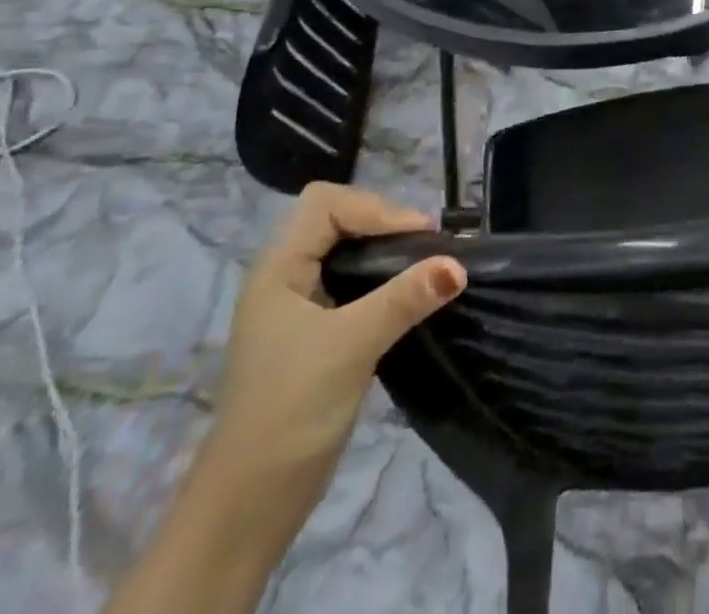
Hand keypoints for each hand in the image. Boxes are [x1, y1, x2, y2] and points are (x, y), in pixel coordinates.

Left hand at [106, 187, 463, 613]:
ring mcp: (299, 306)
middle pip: (339, 219)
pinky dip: (383, 279)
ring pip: (348, 251)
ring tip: (425, 266)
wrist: (248, 506)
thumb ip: (405, 299)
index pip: (326, 203)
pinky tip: (408, 295)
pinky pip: (354, 282)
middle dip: (385, 223)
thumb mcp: (352, 346)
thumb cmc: (291, 410)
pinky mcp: (316, 332)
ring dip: (387, 252)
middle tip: (427, 248)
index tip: (418, 237)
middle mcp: (285, 277)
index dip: (374, 209)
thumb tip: (460, 265)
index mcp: (278, 268)